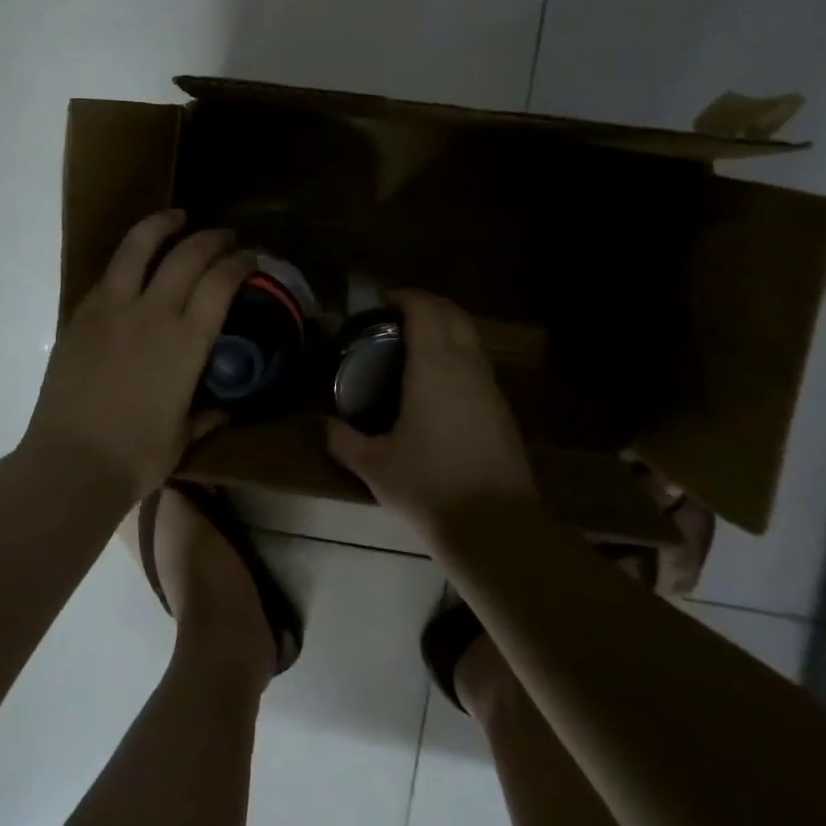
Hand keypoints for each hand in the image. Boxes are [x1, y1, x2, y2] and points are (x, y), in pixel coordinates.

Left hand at [24, 210, 252, 501]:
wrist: (70, 464)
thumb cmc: (136, 457)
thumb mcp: (182, 436)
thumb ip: (206, 415)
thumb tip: (224, 408)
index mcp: (185, 341)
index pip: (220, 282)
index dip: (239, 263)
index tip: (249, 258)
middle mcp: (152, 313)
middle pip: (187, 254)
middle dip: (212, 238)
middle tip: (224, 237)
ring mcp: (111, 309)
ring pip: (138, 247)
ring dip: (162, 225)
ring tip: (177, 218)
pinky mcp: (81, 315)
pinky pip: (110, 274)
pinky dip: (130, 258)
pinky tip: (136, 262)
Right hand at [326, 290, 535, 531]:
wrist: (497, 528)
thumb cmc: (429, 487)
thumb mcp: (374, 466)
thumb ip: (343, 439)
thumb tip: (323, 424)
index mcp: (434, 366)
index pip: (425, 309)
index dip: (405, 297)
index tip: (382, 302)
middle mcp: (466, 365)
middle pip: (453, 313)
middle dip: (427, 305)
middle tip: (396, 317)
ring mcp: (489, 386)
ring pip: (470, 337)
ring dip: (445, 328)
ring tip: (414, 346)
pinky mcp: (502, 409)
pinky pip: (478, 363)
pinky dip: (457, 354)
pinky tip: (436, 383)